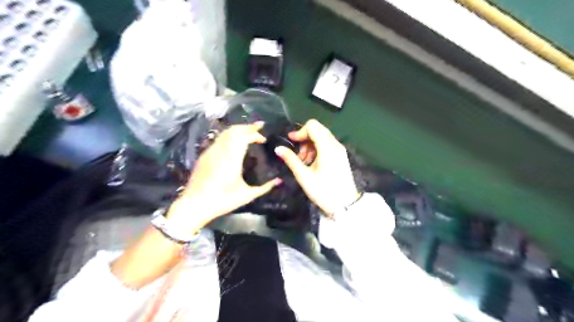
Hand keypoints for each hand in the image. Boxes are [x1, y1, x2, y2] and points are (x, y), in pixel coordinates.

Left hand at [166, 122, 281, 230]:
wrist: (194, 205)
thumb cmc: (222, 200)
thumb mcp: (246, 196)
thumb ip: (265, 187)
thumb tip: (279, 181)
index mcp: (232, 159)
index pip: (244, 136)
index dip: (254, 133)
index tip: (263, 137)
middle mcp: (221, 151)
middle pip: (234, 130)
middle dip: (247, 127)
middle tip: (258, 128)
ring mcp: (211, 152)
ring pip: (225, 133)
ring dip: (237, 130)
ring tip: (247, 133)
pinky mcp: (204, 155)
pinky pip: (219, 139)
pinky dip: (229, 136)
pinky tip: (233, 142)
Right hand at [274, 120, 356, 214]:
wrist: (345, 205)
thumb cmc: (324, 192)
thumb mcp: (304, 177)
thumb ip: (291, 160)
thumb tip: (278, 148)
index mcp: (327, 148)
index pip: (312, 126)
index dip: (300, 131)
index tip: (291, 142)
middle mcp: (335, 144)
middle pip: (318, 129)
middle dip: (304, 138)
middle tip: (298, 155)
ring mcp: (340, 150)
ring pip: (322, 136)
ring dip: (310, 145)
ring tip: (304, 161)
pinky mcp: (341, 155)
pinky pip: (327, 144)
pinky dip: (317, 149)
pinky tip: (312, 163)